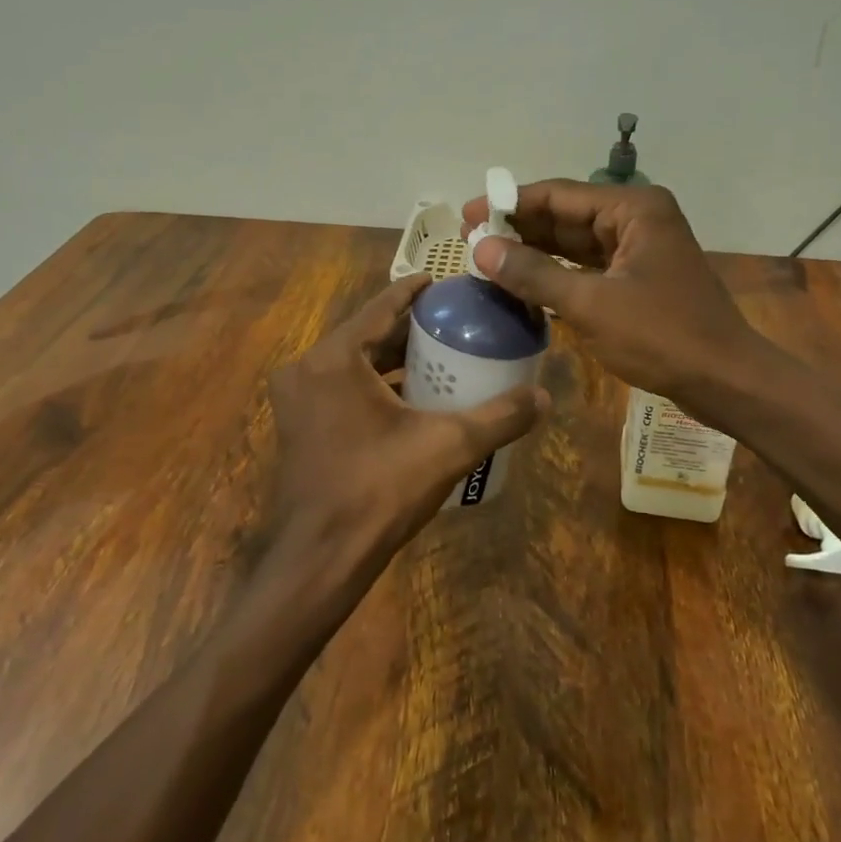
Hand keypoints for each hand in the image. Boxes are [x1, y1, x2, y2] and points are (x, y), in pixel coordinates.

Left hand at [265, 273, 547, 598]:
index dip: (414, 291)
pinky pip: (339, 387)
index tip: (444, 282)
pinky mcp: (297, 425)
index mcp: (334, 359)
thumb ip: (498, 417)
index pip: (380, 307)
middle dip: (407, 328)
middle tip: (451, 322)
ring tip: (437, 355)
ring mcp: (296, 399)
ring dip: (390, 358)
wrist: (318, 560)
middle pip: (365, 334)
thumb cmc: (378, 492)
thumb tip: (544, 397)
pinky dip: (371, 384)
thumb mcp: (448, 447)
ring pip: (351, 362)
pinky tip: (407, 397)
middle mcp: (306, 369)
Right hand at [462, 180, 763, 410]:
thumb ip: (533, 273)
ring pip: (574, 241)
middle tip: (470, 237)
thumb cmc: (662, 336)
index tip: (468, 213)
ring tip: (487, 257)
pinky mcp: (637, 277)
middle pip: (565, 215)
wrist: (726, 380)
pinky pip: (587, 265)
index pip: (559, 194)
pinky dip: (556, 272)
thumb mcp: (590, 304)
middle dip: (520, 226)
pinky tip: (523, 278)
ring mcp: (638, 249)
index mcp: (633, 209)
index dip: (510, 203)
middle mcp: (637, 218)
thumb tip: (481, 248)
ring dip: (534, 249)